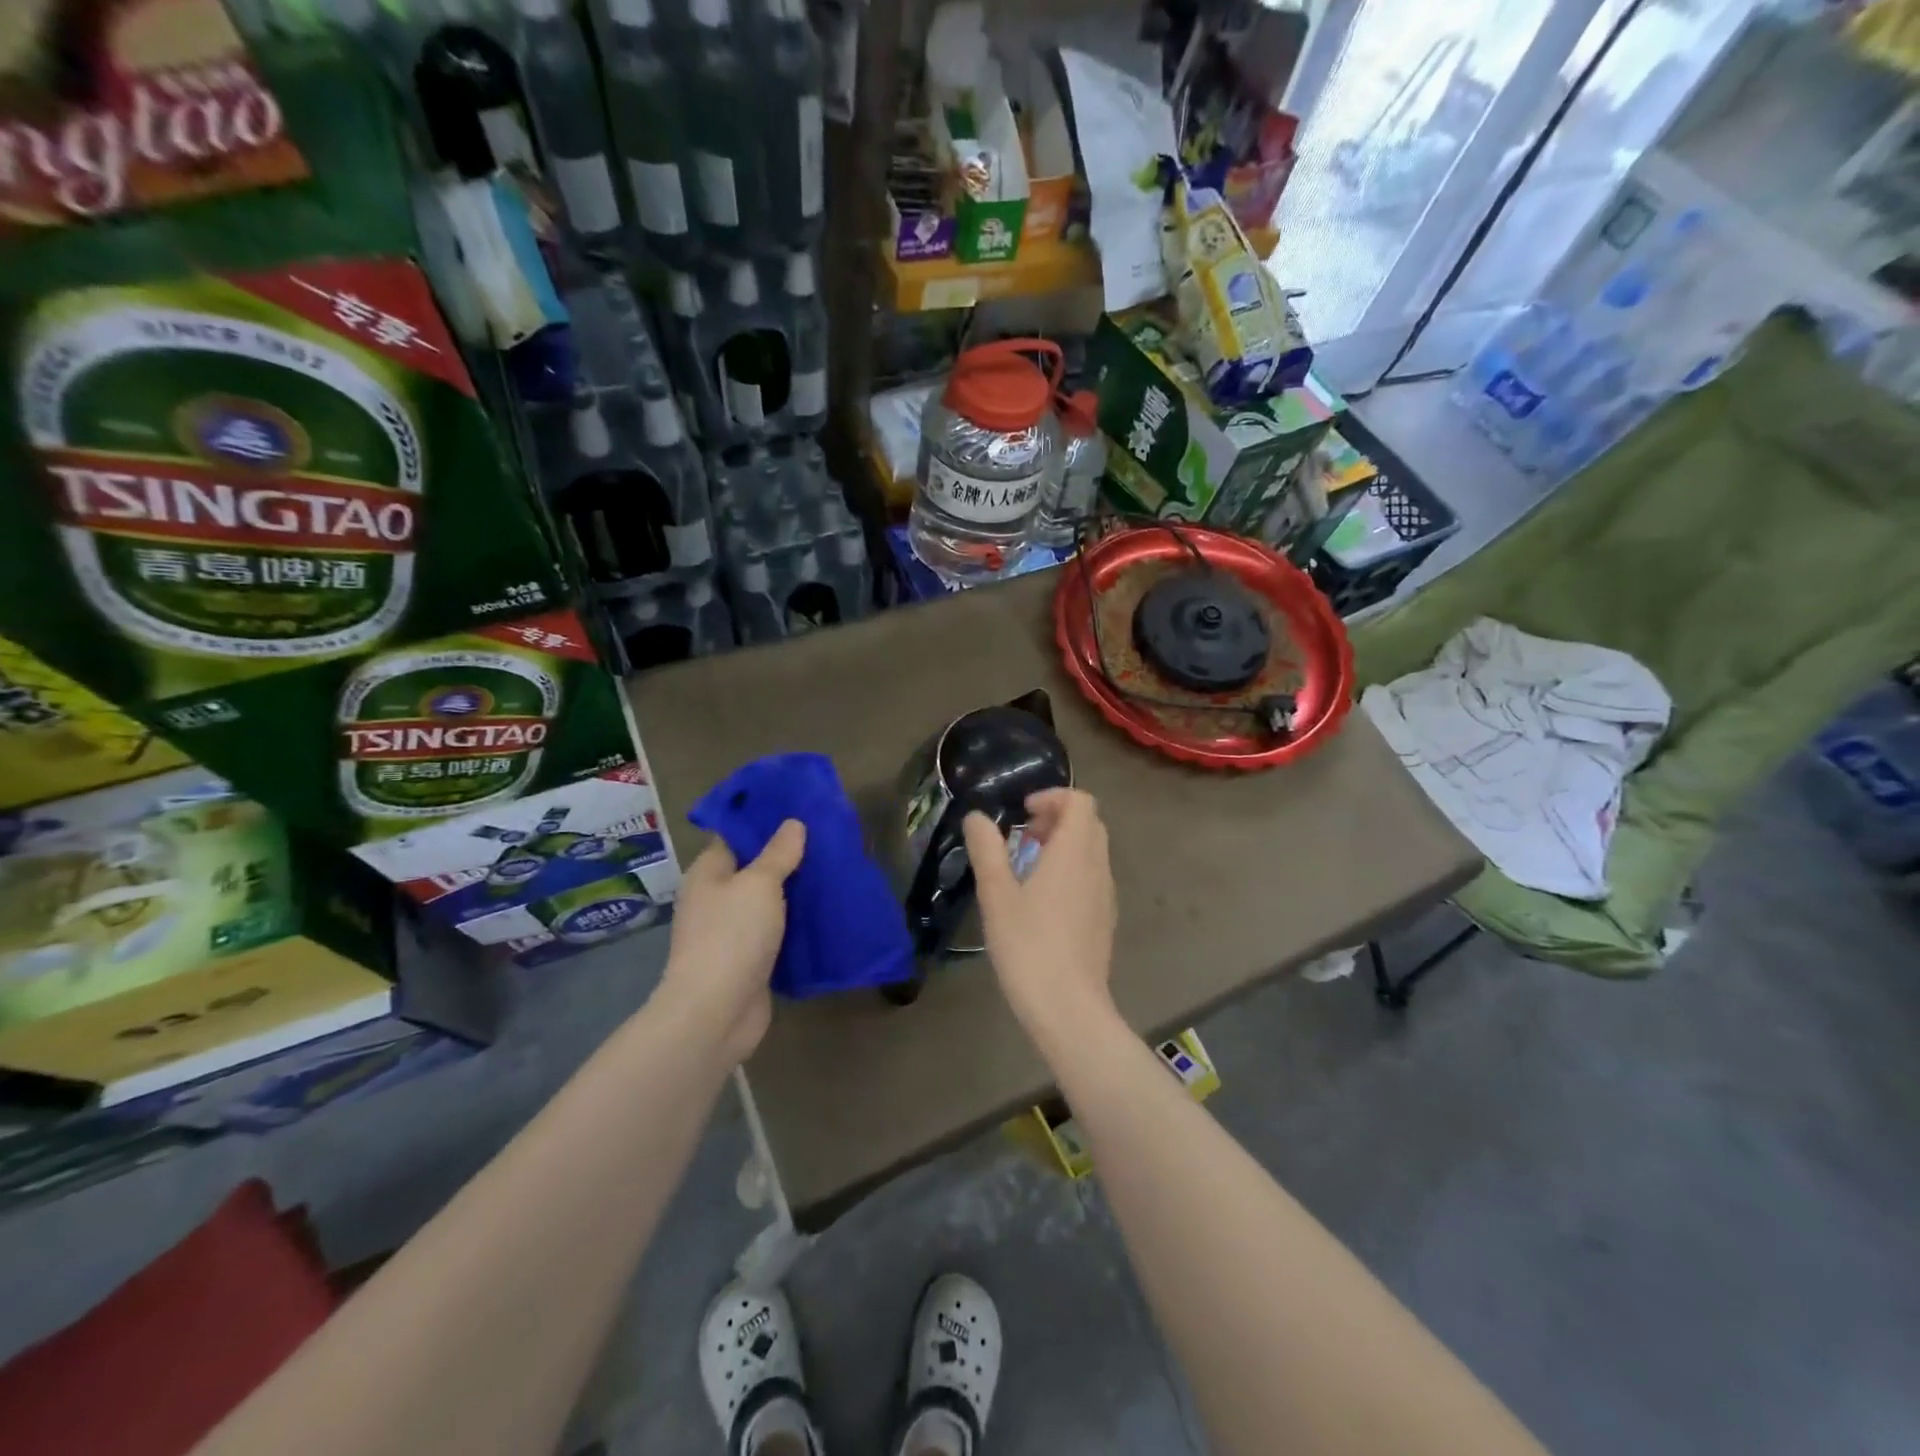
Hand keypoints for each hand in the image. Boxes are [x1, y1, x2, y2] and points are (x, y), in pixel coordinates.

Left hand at [658, 821, 805, 1065]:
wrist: (716, 1012)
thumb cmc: (732, 936)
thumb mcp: (759, 884)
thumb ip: (778, 854)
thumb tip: (793, 824)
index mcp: (708, 872)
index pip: (736, 835)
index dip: (764, 820)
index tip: (799, 807)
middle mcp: (716, 898)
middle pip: (754, 868)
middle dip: (787, 855)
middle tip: (827, 837)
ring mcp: (731, 931)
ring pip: (768, 901)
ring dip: (795, 890)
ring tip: (833, 869)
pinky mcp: (750, 959)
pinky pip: (776, 930)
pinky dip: (797, 922)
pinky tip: (825, 911)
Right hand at [963, 789, 1117, 1040]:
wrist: (1068, 1007)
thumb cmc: (1029, 945)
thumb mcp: (997, 895)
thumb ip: (987, 849)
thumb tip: (976, 817)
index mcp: (1074, 853)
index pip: (1080, 801)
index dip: (1052, 797)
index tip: (1023, 814)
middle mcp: (1097, 866)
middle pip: (1088, 823)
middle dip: (1056, 819)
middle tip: (1023, 838)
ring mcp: (1106, 894)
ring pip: (1092, 851)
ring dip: (1063, 845)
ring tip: (1028, 868)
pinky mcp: (1105, 919)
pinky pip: (1092, 876)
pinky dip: (1071, 870)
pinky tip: (1043, 901)